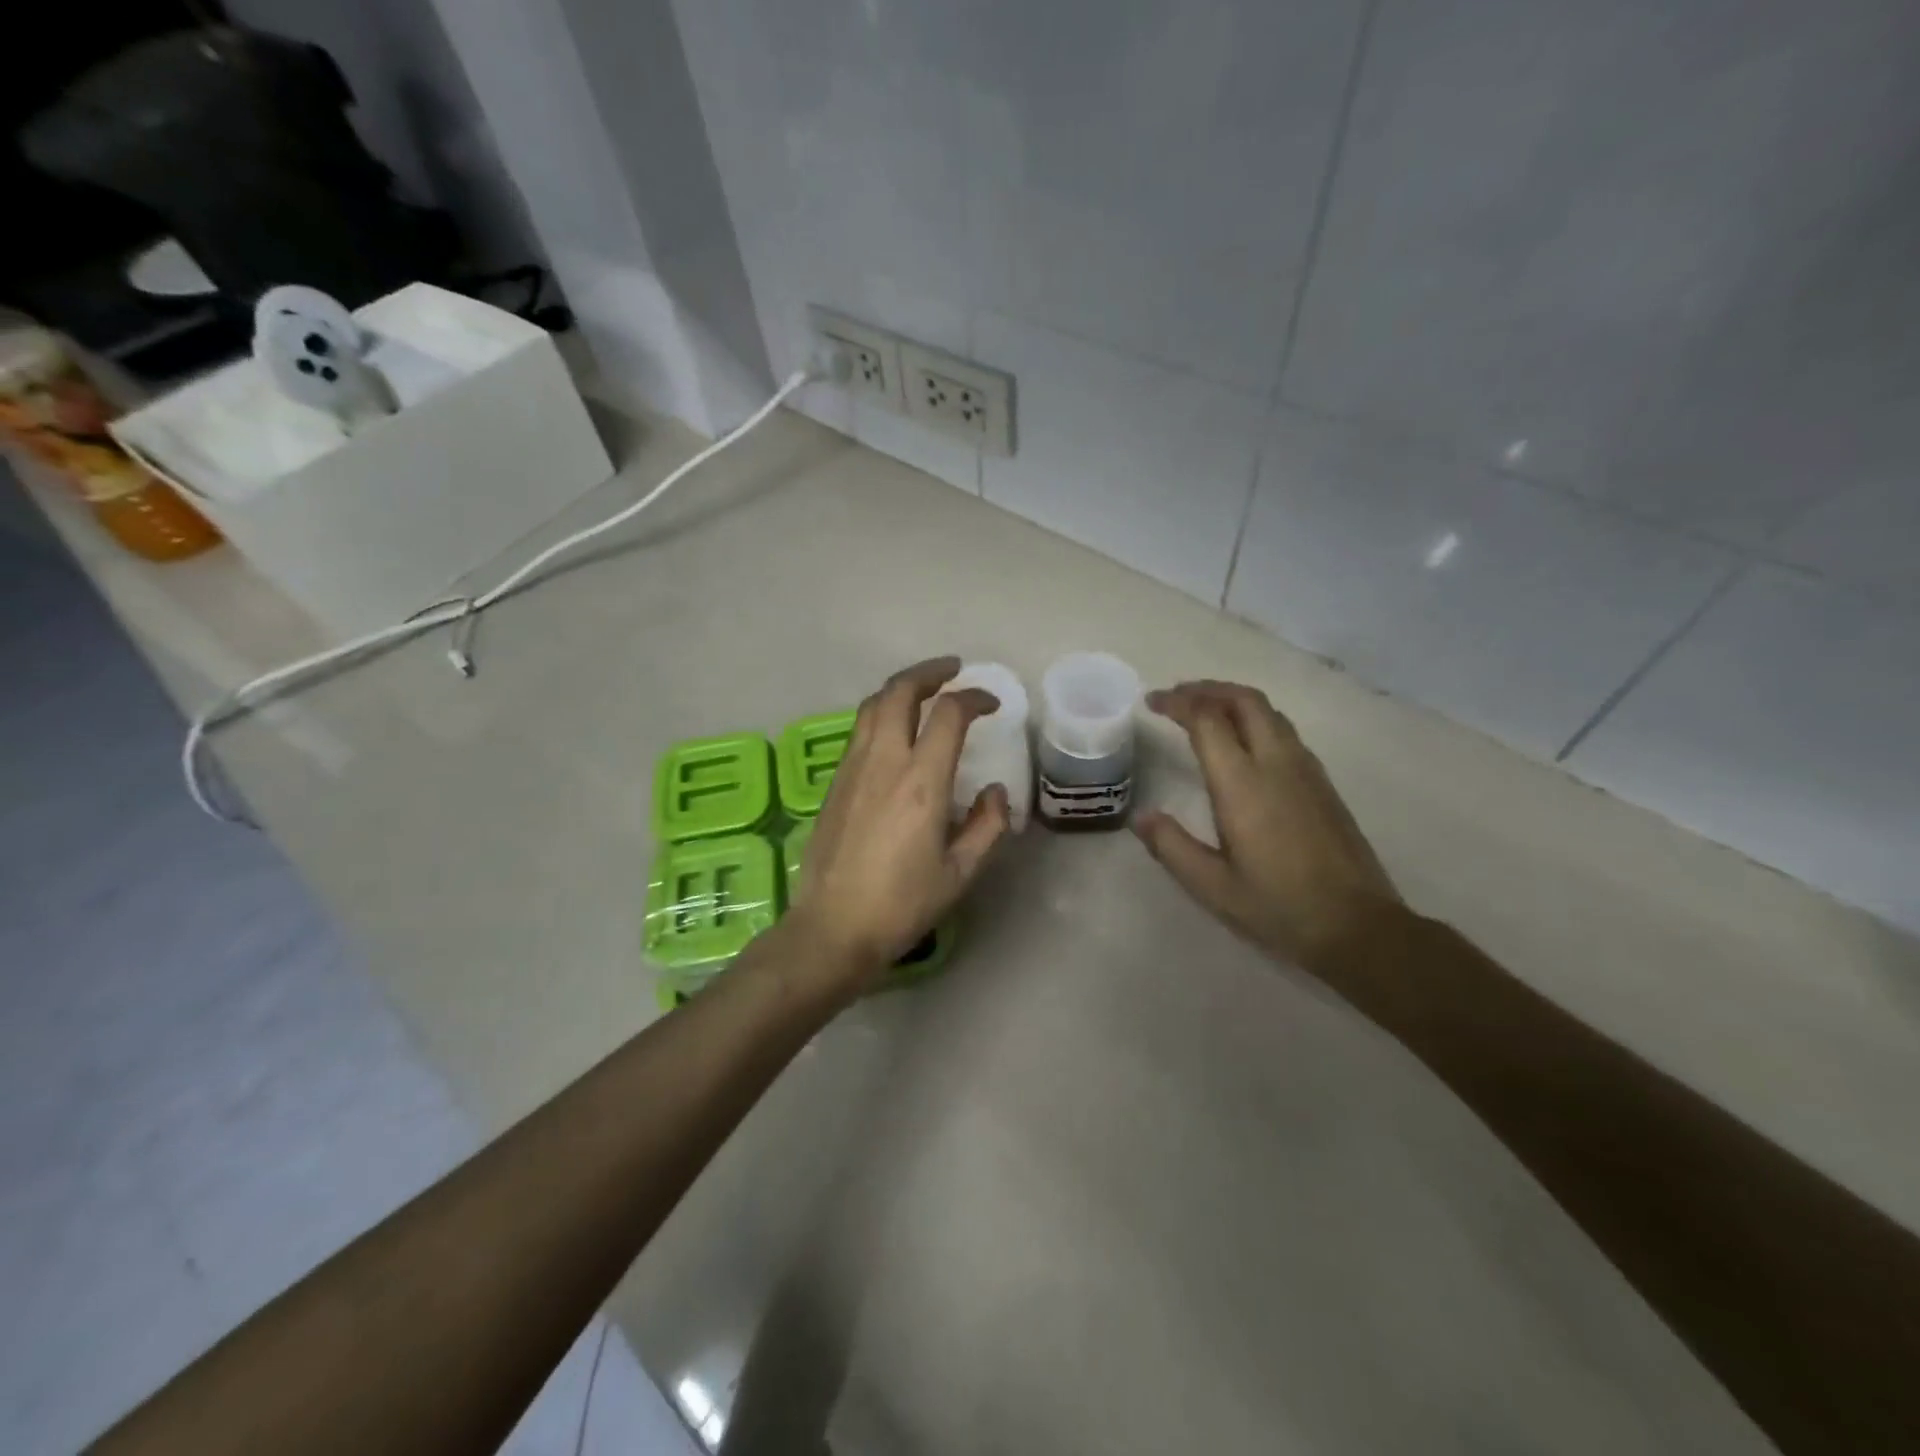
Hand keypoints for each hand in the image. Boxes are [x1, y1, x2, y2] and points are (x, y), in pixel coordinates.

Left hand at [789, 657, 1010, 993]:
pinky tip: (895, 730)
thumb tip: (997, 793)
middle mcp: (883, 762)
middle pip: (900, 691)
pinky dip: (882, 713)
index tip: (991, 705)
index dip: (974, 699)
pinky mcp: (834, 783)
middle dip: (929, 672)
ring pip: (873, 705)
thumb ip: (987, 826)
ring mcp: (852, 769)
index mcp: (920, 782)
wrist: (832, 927)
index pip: (949, 715)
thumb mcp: (960, 873)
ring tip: (924, 691)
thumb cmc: (901, 904)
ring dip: (901, 688)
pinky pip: (860, 730)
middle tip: (953, 671)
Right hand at [1133, 680, 1402, 975]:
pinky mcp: (1323, 783)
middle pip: (1244, 700)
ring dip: (1233, 700)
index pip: (1208, 720)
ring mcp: (1306, 770)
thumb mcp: (1212, 886)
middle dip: (1207, 689)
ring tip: (1205, 711)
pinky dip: (1255, 719)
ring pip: (1269, 712)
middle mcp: (1277, 764)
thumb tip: (1141, 817)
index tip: (1152, 702)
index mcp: (1243, 784)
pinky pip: (1284, 731)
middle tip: (1176, 697)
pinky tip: (1243, 743)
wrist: (1358, 926)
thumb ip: (1171, 846)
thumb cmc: (1278, 907)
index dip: (1178, 703)